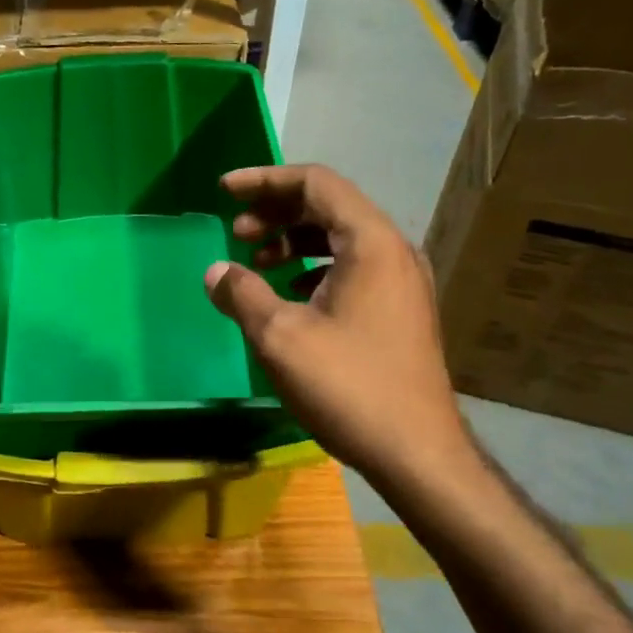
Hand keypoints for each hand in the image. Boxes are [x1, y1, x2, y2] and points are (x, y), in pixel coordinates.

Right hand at [203, 164, 469, 482]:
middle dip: (278, 211)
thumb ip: (242, 293)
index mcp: (370, 242)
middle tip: (237, 229)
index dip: (265, 179)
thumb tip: (215, 271)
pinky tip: (291, 293)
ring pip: (342, 239)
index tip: (225, 190)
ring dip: (294, 240)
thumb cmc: (348, 386)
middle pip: (331, 206)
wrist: (417, 453)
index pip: (316, 183)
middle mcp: (394, 251)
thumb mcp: (280, 337)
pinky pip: (353, 268)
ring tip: (257, 260)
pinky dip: (315, 267)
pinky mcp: (401, 311)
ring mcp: (403, 282)